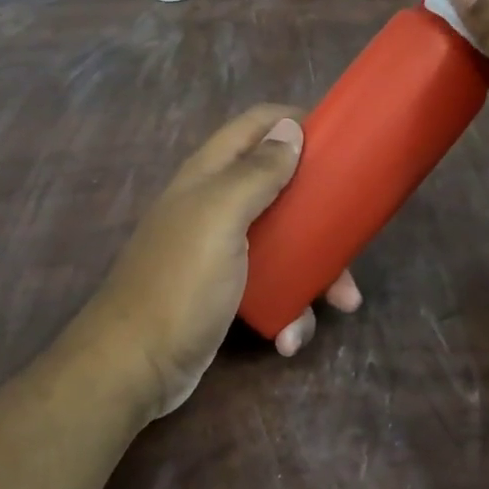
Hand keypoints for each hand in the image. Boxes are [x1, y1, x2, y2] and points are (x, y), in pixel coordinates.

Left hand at [78, 105, 362, 418]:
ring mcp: (223, 249)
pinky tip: (289, 335)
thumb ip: (256, 172)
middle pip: (281, 185)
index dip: (296, 123)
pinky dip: (289, 306)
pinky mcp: (229, 291)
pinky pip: (273, 285)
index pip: (257, 124)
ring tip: (341, 301)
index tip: (342, 142)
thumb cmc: (182, 281)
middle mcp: (217, 204)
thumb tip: (290, 128)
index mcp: (211, 174)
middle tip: (353, 233)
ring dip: (316, 269)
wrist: (135, 365)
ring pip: (286, 240)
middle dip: (320, 209)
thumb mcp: (221, 217)